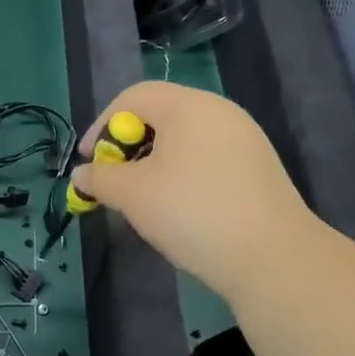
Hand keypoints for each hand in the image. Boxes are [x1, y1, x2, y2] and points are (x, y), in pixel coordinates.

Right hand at [70, 81, 317, 302]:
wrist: (273, 257)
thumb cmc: (192, 212)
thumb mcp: (133, 194)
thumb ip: (100, 178)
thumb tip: (81, 175)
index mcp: (188, 105)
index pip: (133, 97)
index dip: (101, 126)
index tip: (89, 162)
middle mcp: (220, 112)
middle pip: (161, 114)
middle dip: (128, 145)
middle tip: (114, 180)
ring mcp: (245, 139)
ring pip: (185, 138)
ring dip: (154, 161)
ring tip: (143, 197)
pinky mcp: (258, 168)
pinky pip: (208, 157)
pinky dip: (183, 173)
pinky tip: (180, 208)